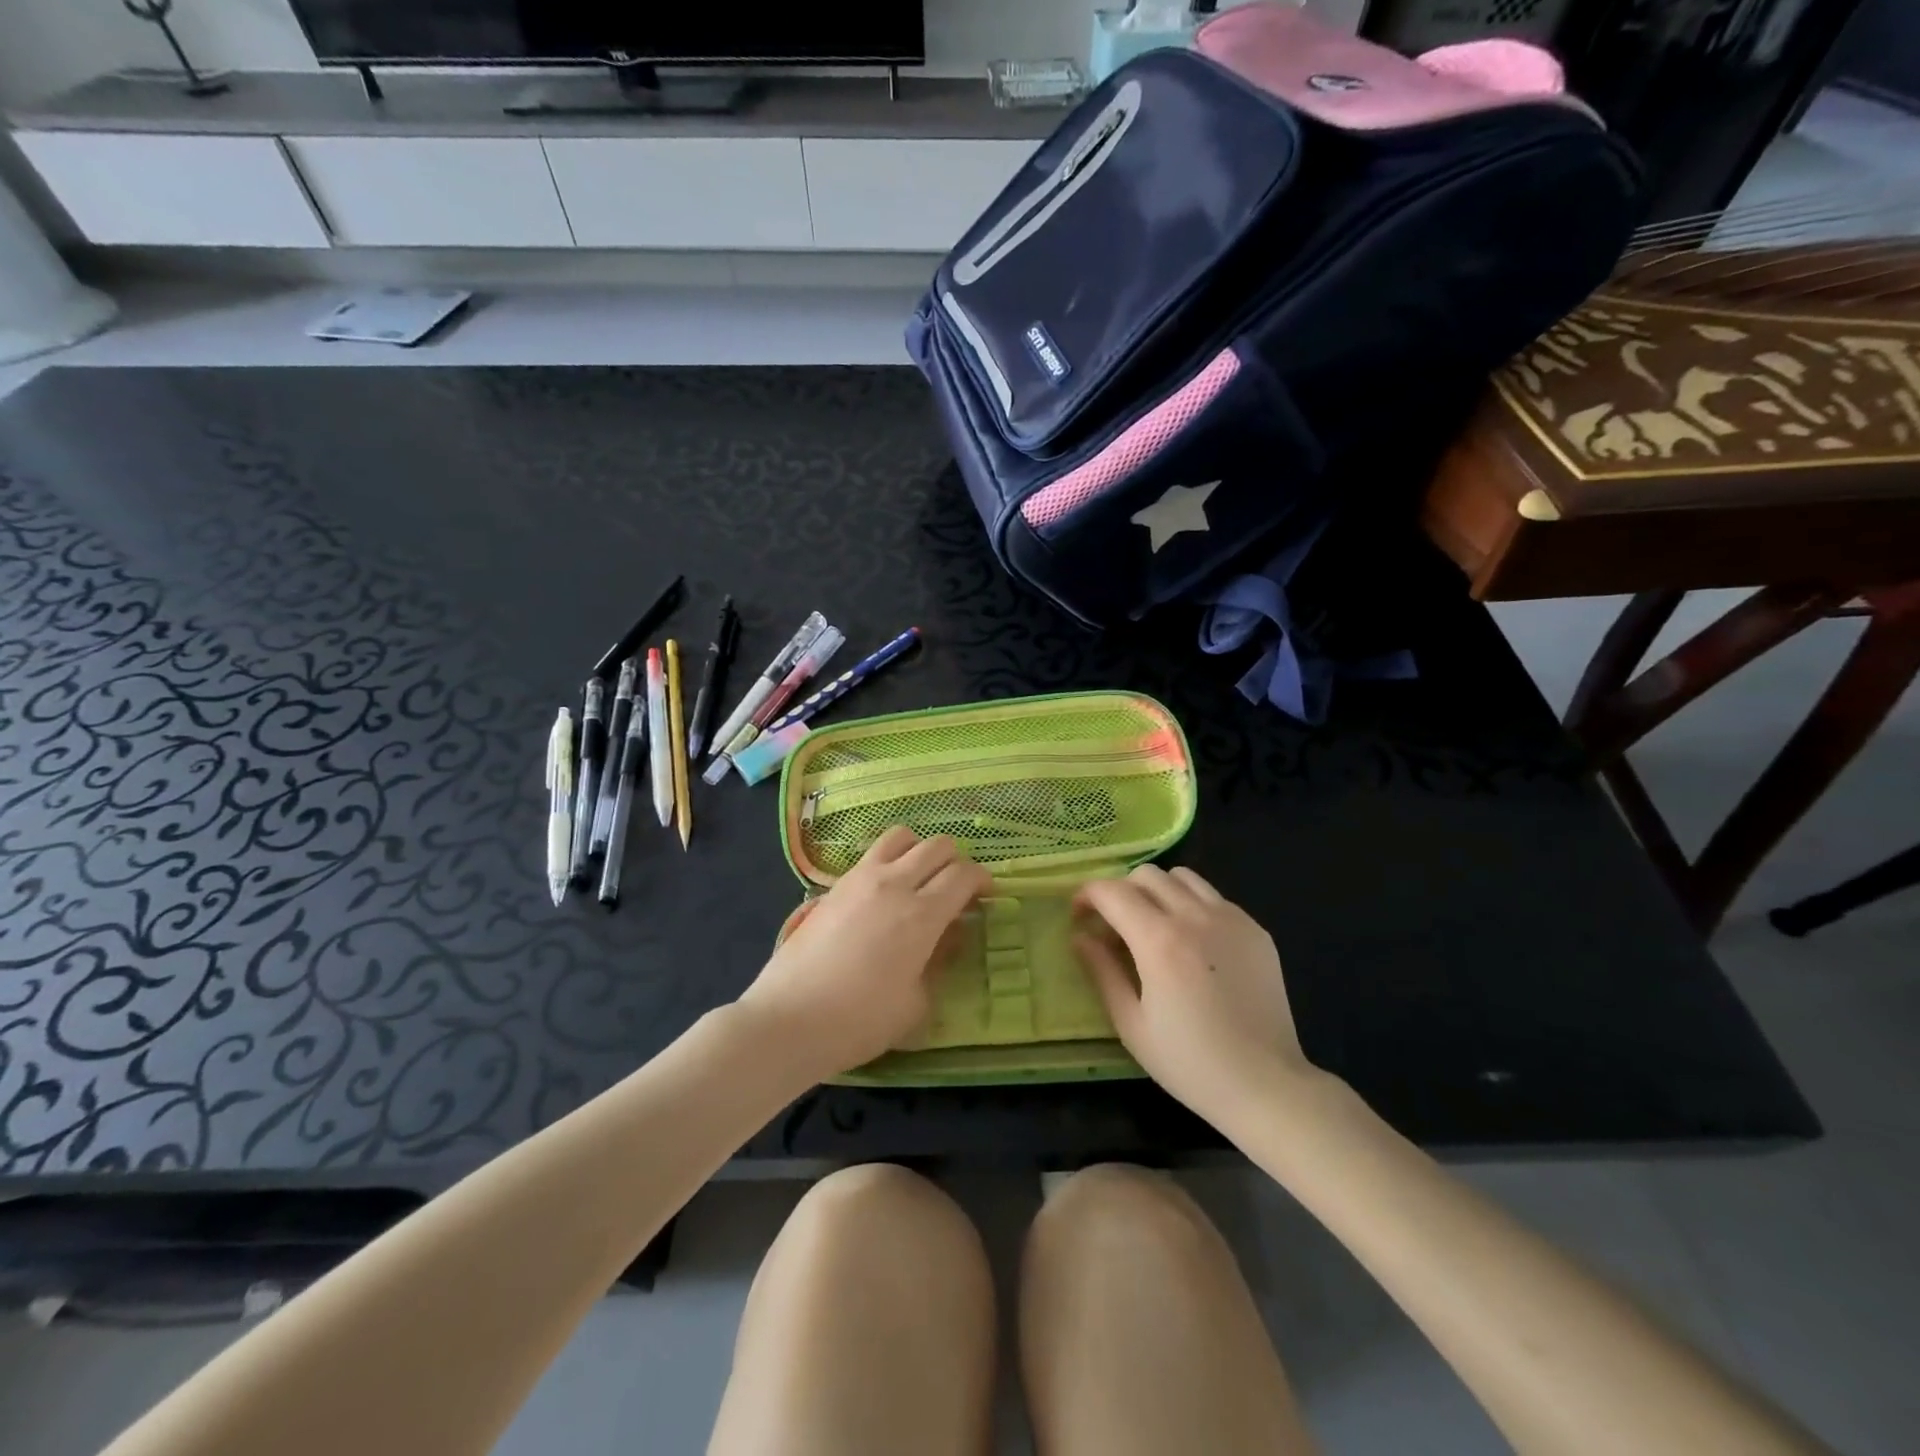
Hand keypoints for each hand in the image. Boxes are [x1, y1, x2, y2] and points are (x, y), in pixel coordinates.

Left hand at [738, 827, 990, 1083]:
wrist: (789, 1018)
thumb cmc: (860, 1021)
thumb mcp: (916, 1002)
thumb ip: (939, 960)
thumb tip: (950, 934)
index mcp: (921, 914)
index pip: (963, 874)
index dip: (982, 880)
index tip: (985, 896)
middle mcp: (893, 884)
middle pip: (937, 846)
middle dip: (956, 862)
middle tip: (957, 890)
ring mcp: (860, 878)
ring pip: (901, 836)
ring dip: (919, 850)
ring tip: (919, 879)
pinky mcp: (834, 885)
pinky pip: (871, 855)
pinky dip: (889, 861)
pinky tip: (884, 893)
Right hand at [1075, 866, 1317, 1125]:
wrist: (1266, 1085)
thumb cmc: (1190, 1063)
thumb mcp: (1132, 1024)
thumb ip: (1102, 972)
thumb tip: (1080, 937)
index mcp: (1160, 941)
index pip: (1113, 892)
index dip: (1087, 896)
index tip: (1079, 915)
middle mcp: (1195, 917)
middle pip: (1146, 875)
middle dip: (1121, 891)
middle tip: (1114, 924)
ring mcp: (1231, 919)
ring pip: (1182, 877)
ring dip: (1157, 891)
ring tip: (1153, 925)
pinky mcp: (1256, 929)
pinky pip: (1213, 897)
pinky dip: (1191, 905)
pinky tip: (1192, 942)